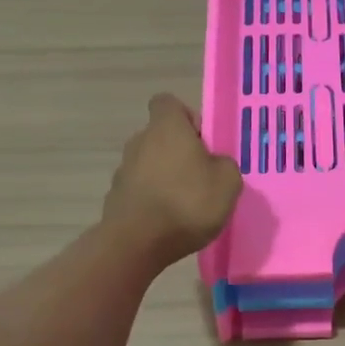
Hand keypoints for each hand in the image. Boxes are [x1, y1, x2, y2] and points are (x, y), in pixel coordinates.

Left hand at [101, 94, 242, 265]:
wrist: (137, 243)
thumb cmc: (188, 202)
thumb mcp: (228, 182)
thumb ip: (224, 164)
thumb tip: (215, 164)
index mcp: (166, 128)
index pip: (168, 102)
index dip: (187, 117)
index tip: (203, 141)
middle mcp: (140, 141)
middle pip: (160, 136)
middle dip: (180, 152)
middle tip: (202, 177)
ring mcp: (123, 170)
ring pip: (150, 164)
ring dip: (166, 177)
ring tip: (186, 204)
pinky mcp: (116, 197)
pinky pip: (141, 189)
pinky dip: (153, 199)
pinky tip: (168, 222)